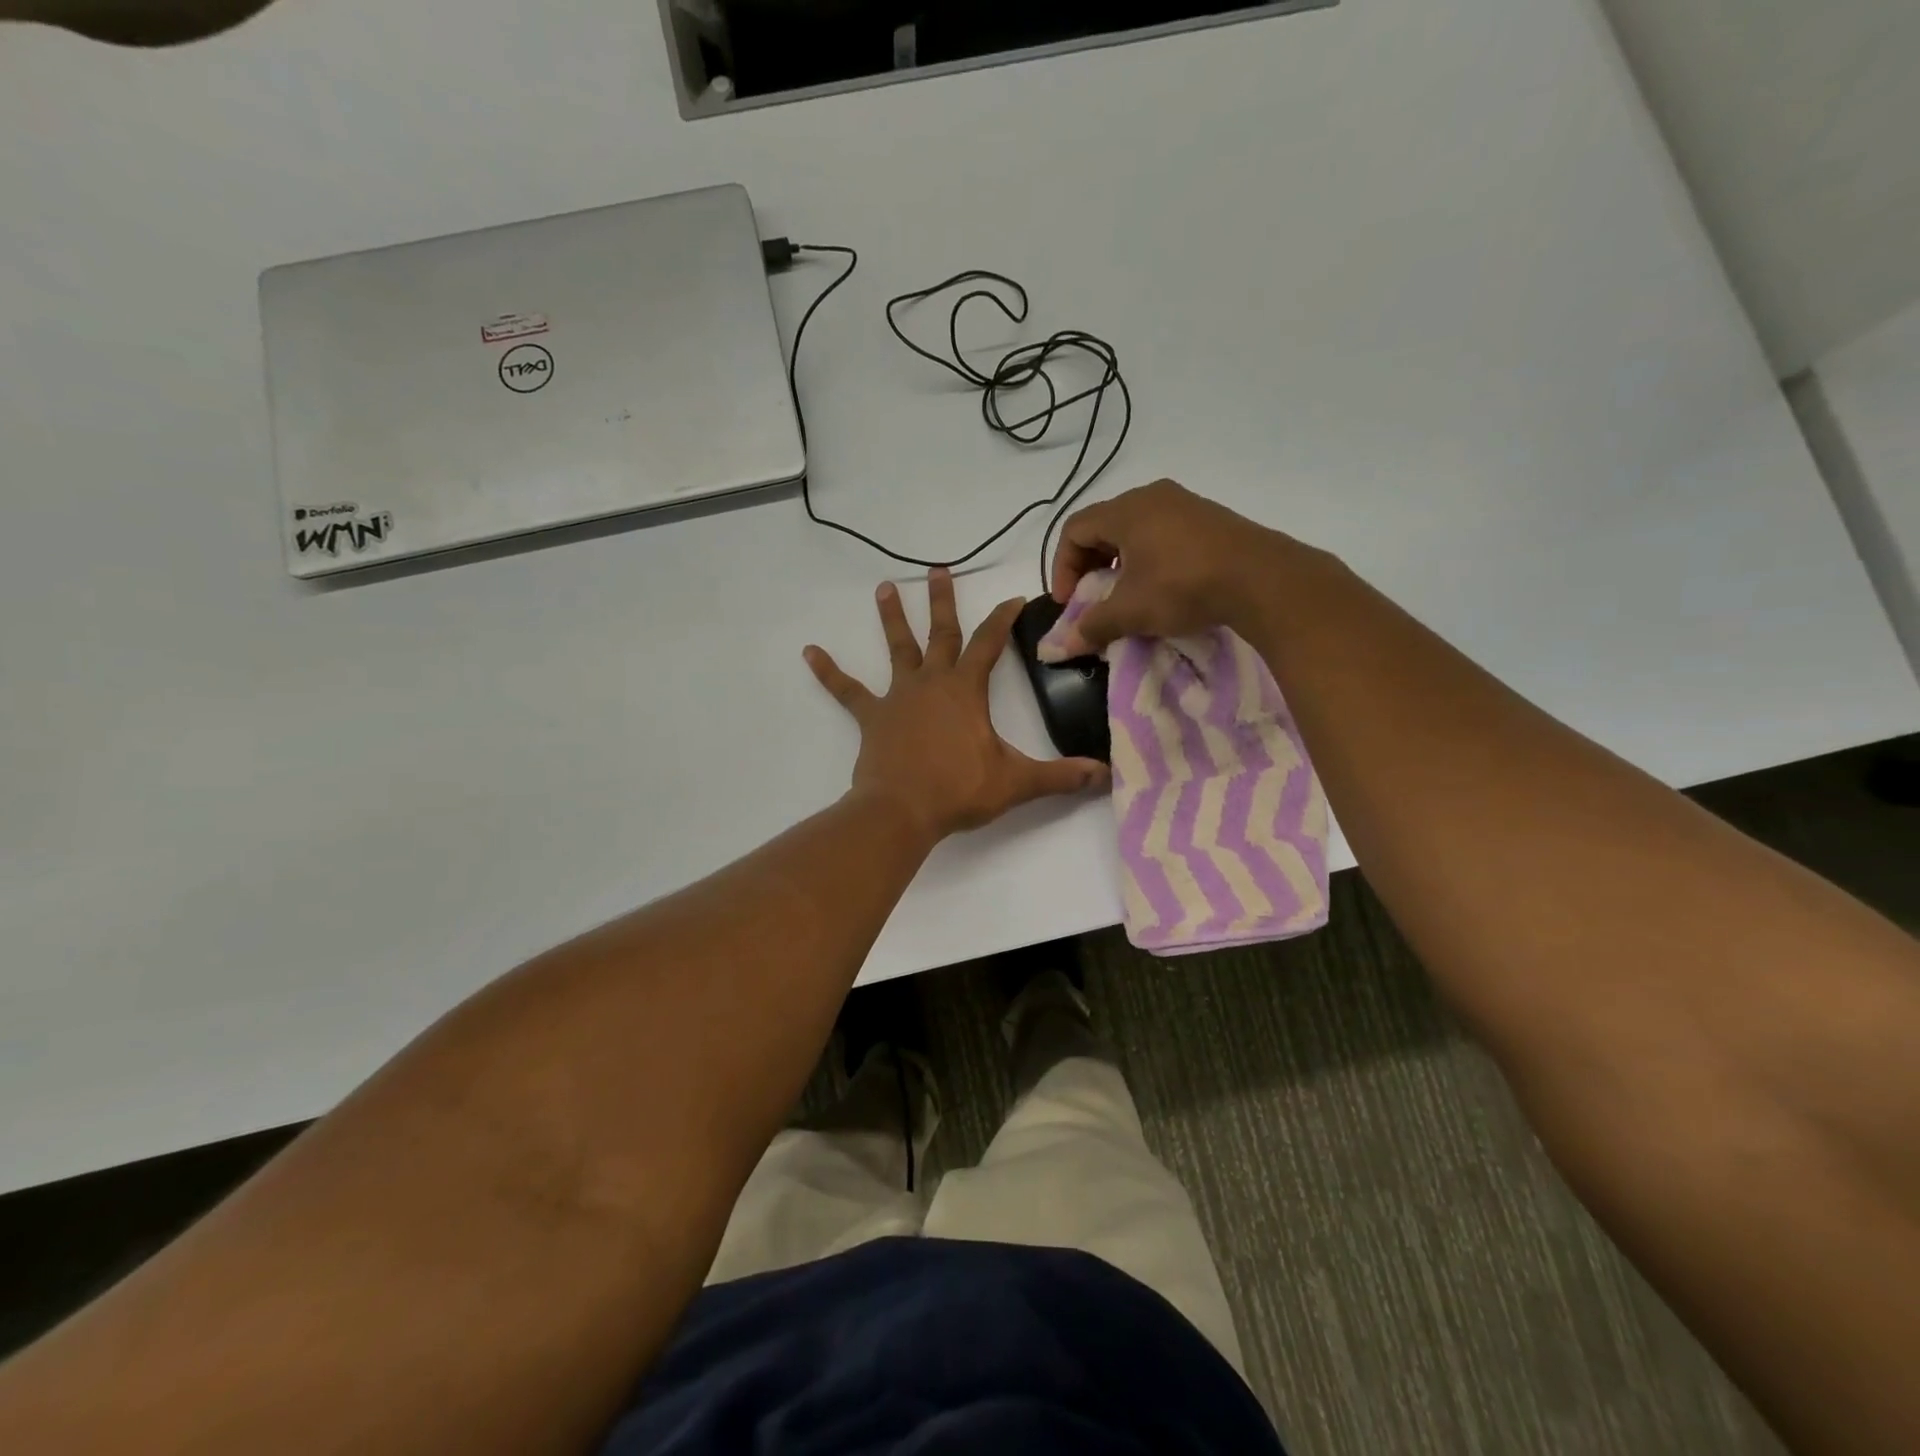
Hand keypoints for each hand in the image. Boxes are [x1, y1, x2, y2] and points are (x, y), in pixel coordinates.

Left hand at [805, 568, 1109, 842]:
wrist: (902, 811)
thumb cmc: (958, 791)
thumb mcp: (1016, 783)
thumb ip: (1061, 776)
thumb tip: (1105, 775)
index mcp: (965, 690)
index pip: (990, 643)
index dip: (1004, 618)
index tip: (1015, 597)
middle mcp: (931, 682)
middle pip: (940, 632)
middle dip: (943, 600)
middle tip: (937, 568)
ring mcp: (898, 697)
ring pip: (897, 649)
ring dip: (892, 618)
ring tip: (885, 587)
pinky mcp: (872, 717)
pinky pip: (847, 690)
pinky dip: (829, 672)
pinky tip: (809, 652)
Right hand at [1046, 479, 1292, 655]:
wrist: (1262, 579)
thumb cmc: (1183, 586)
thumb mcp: (1131, 611)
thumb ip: (1092, 625)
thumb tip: (1063, 645)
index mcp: (1126, 510)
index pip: (1074, 529)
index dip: (1062, 566)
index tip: (1069, 601)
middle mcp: (1152, 497)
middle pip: (1103, 526)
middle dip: (1089, 565)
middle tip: (1091, 598)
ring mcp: (1185, 504)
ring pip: (1134, 530)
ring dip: (1119, 563)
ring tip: (1125, 595)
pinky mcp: (1209, 519)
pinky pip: (1163, 533)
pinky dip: (1148, 558)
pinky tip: (1160, 587)